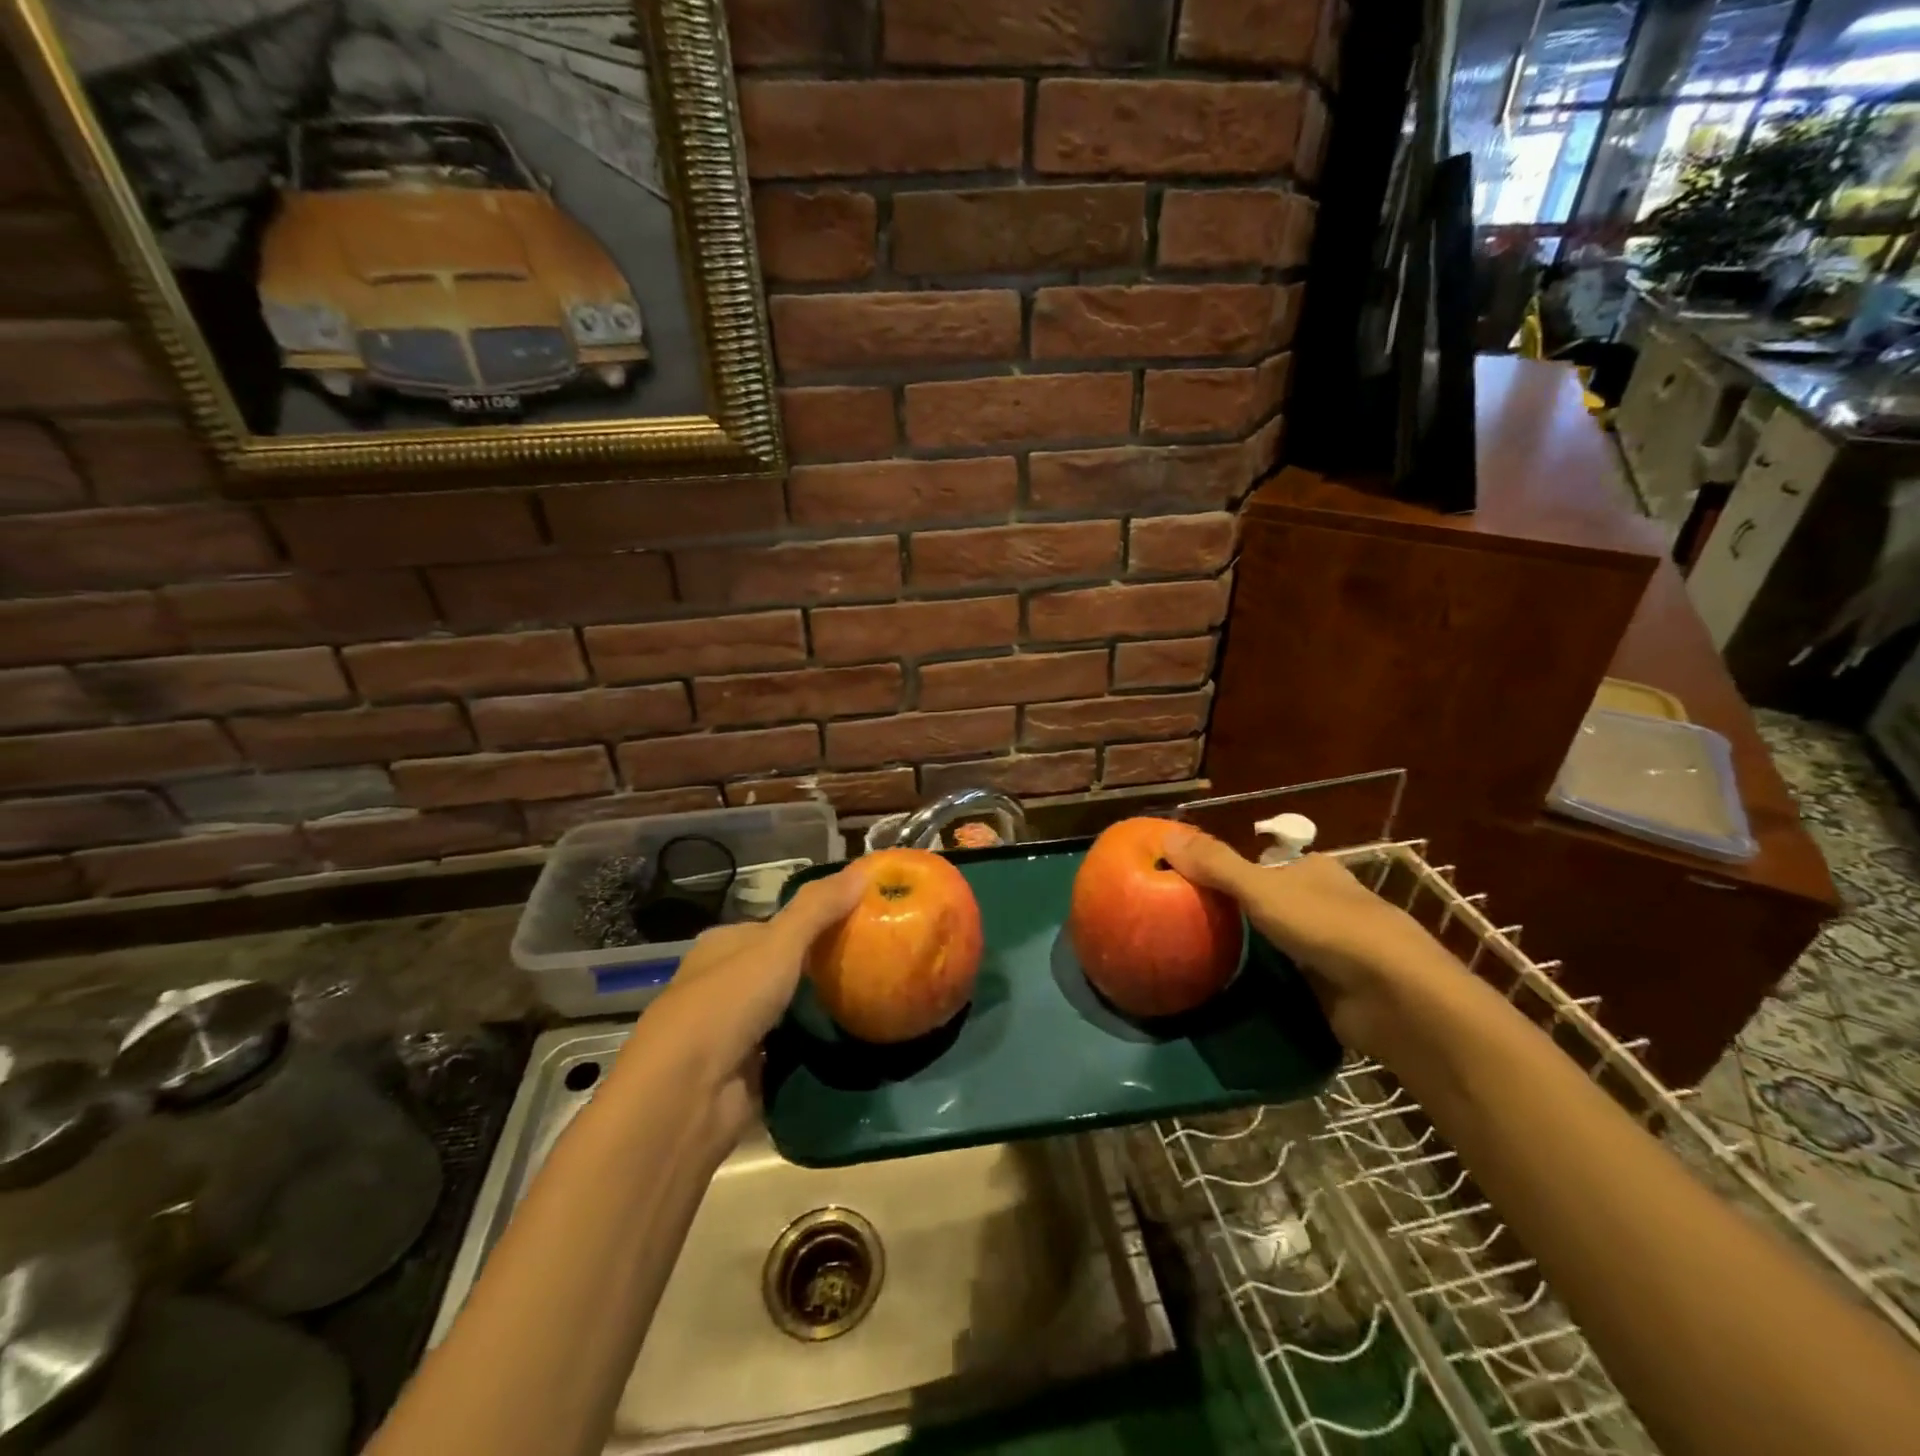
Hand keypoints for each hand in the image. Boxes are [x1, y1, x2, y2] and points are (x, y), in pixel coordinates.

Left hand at [620, 864, 868, 1140]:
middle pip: (779, 968)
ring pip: (783, 1010)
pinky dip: (808, 1046)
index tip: (859, 924)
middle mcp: (720, 984)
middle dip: (818, 968)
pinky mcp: (741, 1072)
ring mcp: (729, 1031)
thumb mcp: (779, 944)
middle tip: (871, 964)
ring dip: (815, 1009)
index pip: (774, 926)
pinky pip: (786, 1049)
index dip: (814, 922)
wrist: (686, 1096)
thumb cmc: (728, 1003)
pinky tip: (844, 1040)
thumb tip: (862, 870)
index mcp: (721, 946)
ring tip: (868, 999)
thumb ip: (818, 908)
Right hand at [1163, 828, 1463, 1054]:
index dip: (1229, 872)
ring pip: (1281, 941)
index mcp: (1314, 870)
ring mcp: (1335, 946)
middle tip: (1191, 927)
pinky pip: (1291, 977)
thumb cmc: (1327, 926)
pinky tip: (1239, 988)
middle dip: (1238, 914)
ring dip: (1253, 950)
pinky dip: (1269, 981)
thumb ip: (1216, 864)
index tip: (1192, 888)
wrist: (1392, 995)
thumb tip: (1165, 834)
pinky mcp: (1336, 986)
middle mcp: (1327, 902)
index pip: (1264, 865)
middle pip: (1271, 902)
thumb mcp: (1261, 888)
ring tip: (1204, 958)